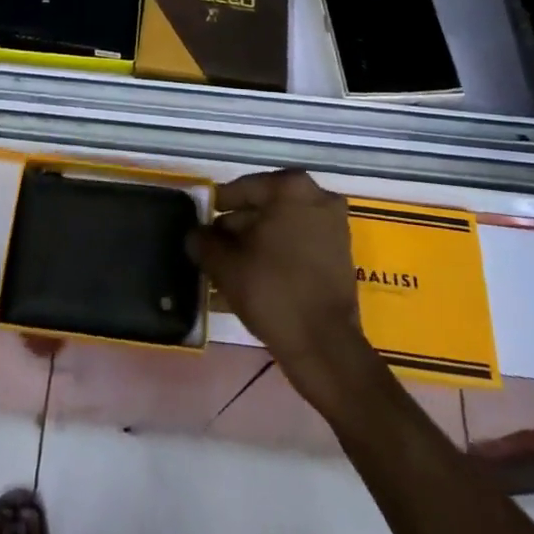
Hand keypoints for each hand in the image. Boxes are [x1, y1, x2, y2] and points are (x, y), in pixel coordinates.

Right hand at [188, 171, 375, 412]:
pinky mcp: (339, 256)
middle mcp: (317, 198)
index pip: (242, 189)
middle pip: (264, 208)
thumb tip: (194, 235)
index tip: (200, 221)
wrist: (323, 345)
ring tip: (226, 269)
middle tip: (211, 248)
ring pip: (280, 230)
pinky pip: (297, 247)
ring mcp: (333, 227)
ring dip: (254, 246)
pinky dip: (275, 257)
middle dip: (237, 229)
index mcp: (291, 188)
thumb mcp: (225, 264)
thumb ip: (204, 242)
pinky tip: (250, 280)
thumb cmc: (272, 290)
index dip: (217, 207)